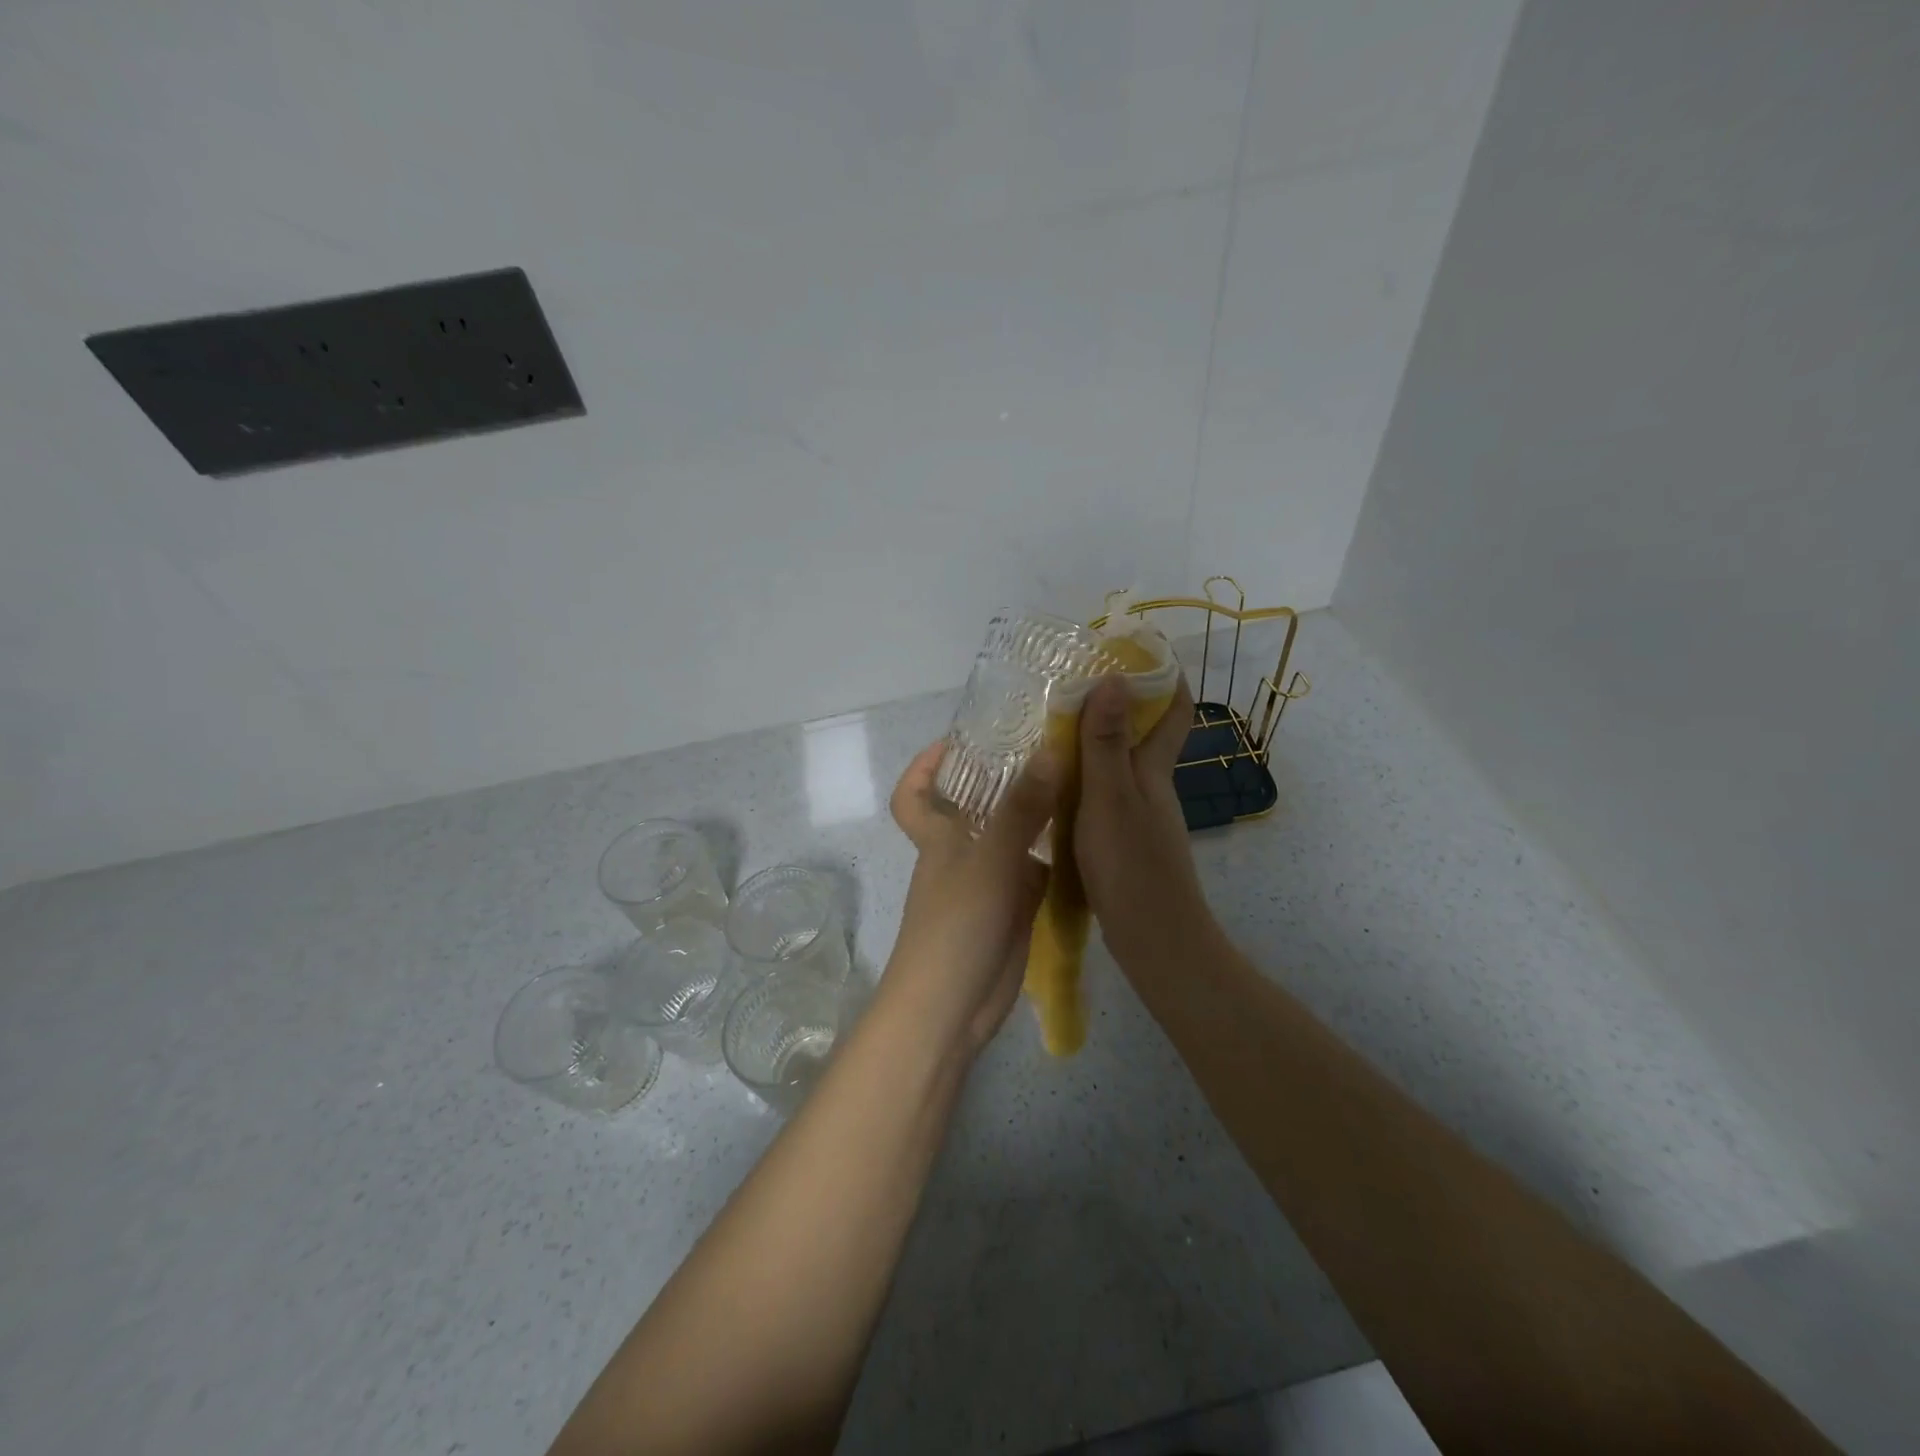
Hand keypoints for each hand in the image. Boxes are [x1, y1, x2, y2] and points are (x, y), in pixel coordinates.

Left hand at [882, 741, 1059, 1057]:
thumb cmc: (956, 926)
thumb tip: (1050, 750)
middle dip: (1004, 780)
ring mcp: (990, 884)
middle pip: (976, 808)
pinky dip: (1057, 857)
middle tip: (1050, 750)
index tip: (959, 741)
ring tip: (1081, 783)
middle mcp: (963, 854)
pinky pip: (1036, 873)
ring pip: (1013, 838)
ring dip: (1039, 815)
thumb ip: (1021, 809)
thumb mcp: (989, 860)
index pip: (915, 794)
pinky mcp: (1014, 911)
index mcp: (939, 837)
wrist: (952, 1008)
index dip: (925, 766)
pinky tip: (1089, 837)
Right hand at [1074, 675, 1213, 967]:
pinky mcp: (1122, 841)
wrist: (1155, 942)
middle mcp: (1150, 787)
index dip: (1164, 678)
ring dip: (1094, 741)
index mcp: (1153, 770)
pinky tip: (1051, 785)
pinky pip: (1103, 794)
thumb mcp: (1110, 798)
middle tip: (1070, 685)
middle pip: (1143, 734)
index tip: (1135, 650)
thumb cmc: (1133, 865)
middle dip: (1117, 703)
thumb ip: (1106, 744)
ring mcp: (1138, 816)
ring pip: (1120, 765)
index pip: (1174, 711)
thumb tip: (1113, 679)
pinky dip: (1082, 779)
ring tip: (1048, 728)